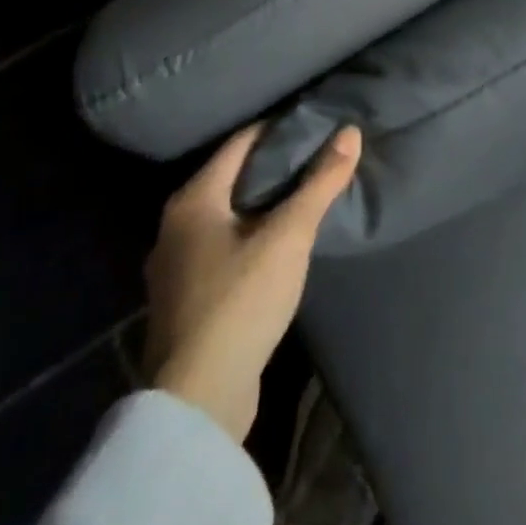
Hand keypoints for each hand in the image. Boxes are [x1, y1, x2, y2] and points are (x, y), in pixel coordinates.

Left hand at [142, 121, 362, 442]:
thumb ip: (321, 182)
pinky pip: (224, 246)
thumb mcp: (289, 236)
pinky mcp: (186, 301)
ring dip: (264, 203)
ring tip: (306, 195)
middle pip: (233, 177)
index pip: (241, 142)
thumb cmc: (240, 301)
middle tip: (318, 155)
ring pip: (229, 215)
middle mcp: (175, 226)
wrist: (197, 402)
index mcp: (193, 199)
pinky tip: (279, 243)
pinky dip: (252, 234)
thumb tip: (350, 132)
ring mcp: (176, 267)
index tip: (315, 122)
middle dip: (275, 166)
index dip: (279, 128)